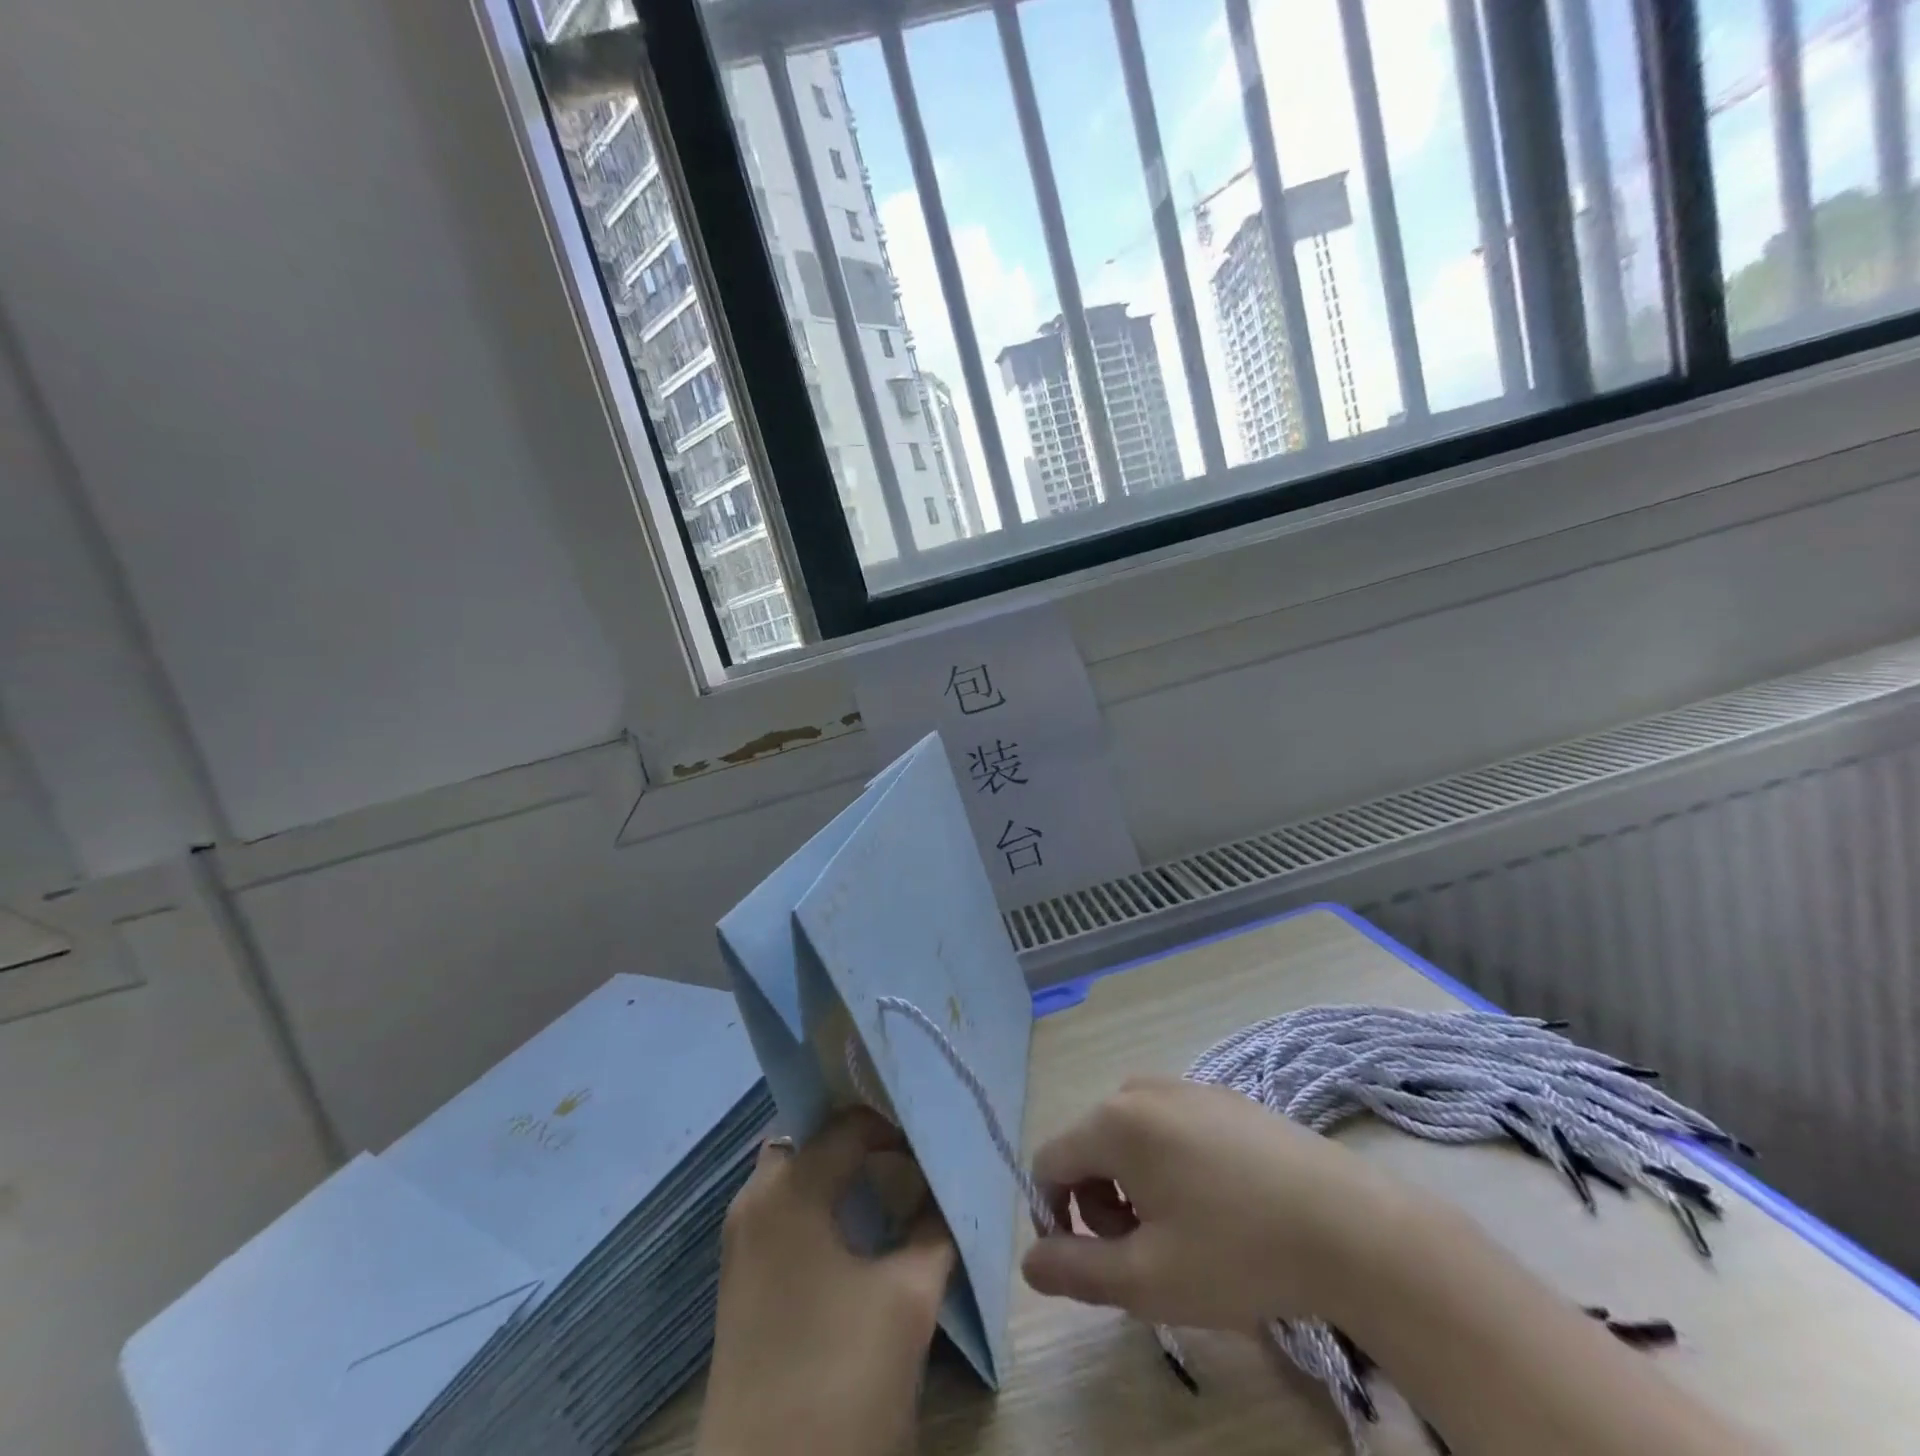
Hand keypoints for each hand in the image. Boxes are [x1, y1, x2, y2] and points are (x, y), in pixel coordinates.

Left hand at [696, 1108, 955, 1455]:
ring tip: (893, 1184)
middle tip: (908, 1151)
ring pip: (795, 1173)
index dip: (896, 1126)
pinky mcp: (743, 1279)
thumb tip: (944, 1190)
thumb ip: (934, 1228)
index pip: (849, 1124)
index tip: (934, 1144)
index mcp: (787, 1190)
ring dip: (839, 1170)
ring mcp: (742, 1241)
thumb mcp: (908, 1297)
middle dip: (859, 1137)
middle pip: (811, 1137)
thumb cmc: (840, 1381)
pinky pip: (786, 1209)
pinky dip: (822, 1201)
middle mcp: (754, 1200)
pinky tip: (862, 1228)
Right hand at [1021, 1077, 1404, 1330]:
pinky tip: (1219, 1206)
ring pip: (1128, 1137)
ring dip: (1134, 1187)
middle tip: (1148, 1255)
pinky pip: (1167, 1127)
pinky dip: (1168, 1165)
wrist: (1350, 1226)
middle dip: (1101, 1204)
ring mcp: (1185, 1086)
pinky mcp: (1221, 1097)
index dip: (1056, 1216)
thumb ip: (1075, 1271)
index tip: (1097, 1262)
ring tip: (1184, 1234)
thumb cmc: (1238, 1252)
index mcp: (1114, 1121)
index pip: (1049, 1161)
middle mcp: (1140, 1089)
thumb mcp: (1147, 1280)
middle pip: (1089, 1147)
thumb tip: (1029, 1260)